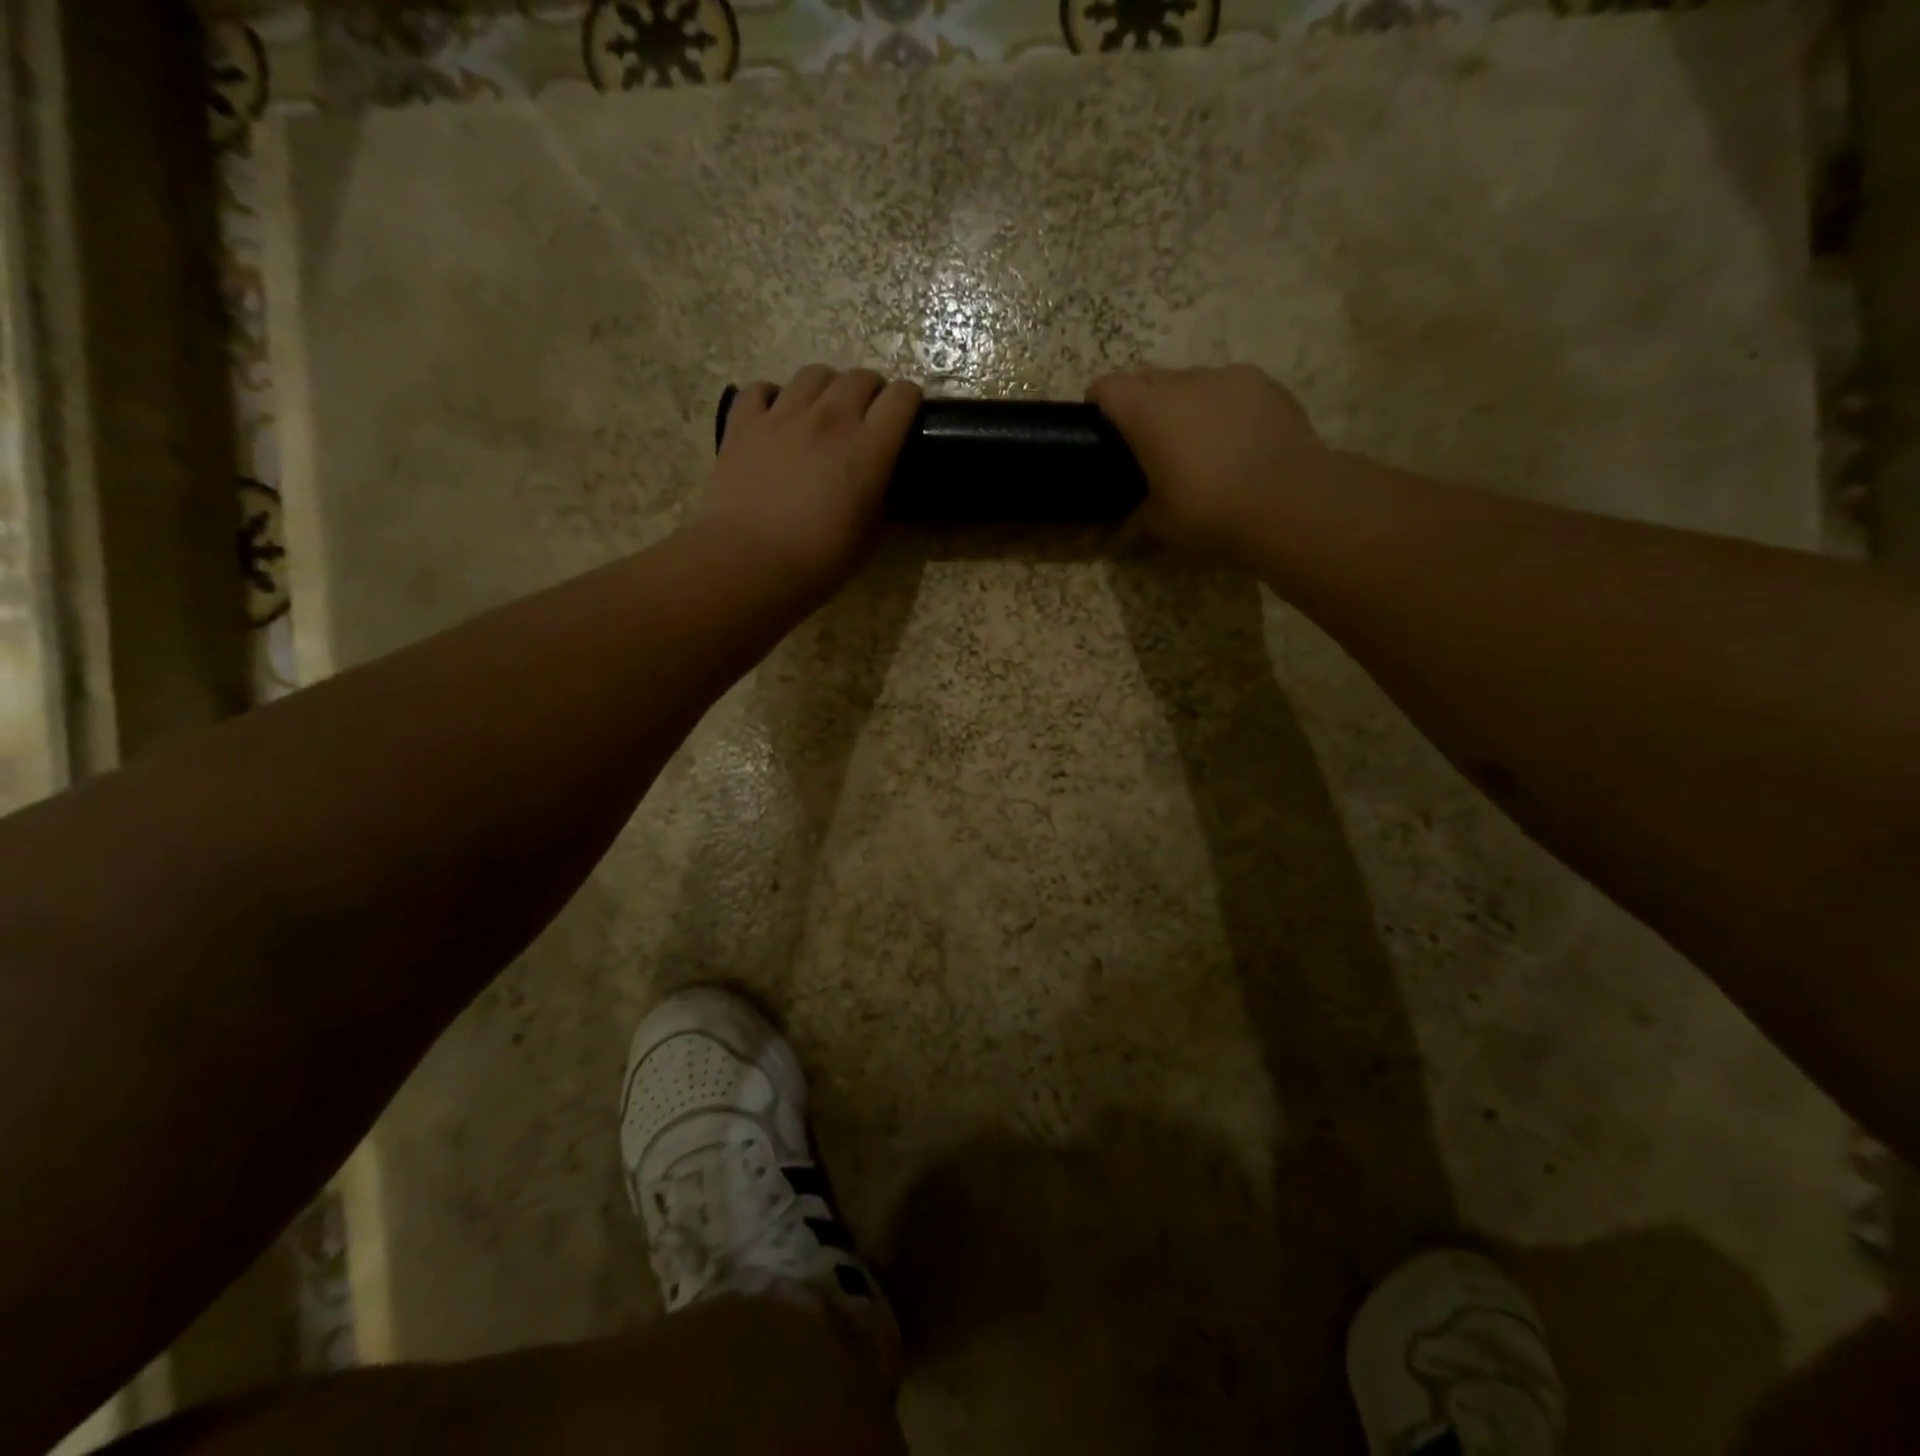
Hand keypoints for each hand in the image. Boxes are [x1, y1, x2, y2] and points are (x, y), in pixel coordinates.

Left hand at [695, 365, 921, 598]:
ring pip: (814, 373)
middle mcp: (830, 418)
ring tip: (824, 408)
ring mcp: (783, 415)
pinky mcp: (744, 422)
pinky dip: (773, 397)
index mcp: (869, 448)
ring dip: (827, 386)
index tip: (908, 415)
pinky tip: (775, 415)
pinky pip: (762, 389)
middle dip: (872, 390)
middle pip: (860, 377)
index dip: (910, 401)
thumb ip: (880, 500)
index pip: (902, 398)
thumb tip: (880, 484)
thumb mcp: (868, 536)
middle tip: (868, 414)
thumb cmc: (818, 561)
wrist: (749, 562)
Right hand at [1089, 364, 1329, 564]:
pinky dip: (1223, 410)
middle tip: (1147, 446)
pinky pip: (1230, 390)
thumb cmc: (1210, 514)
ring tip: (1198, 446)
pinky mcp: (1267, 386)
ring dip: (1184, 405)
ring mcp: (1230, 378)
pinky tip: (1237, 444)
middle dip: (1140, 405)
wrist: (1293, 504)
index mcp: (1147, 411)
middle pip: (1148, 379)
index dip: (1098, 406)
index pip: (1107, 388)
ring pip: (1192, 382)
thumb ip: (1133, 522)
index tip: (1099, 431)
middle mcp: (1185, 381)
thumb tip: (1117, 532)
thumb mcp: (1161, 527)